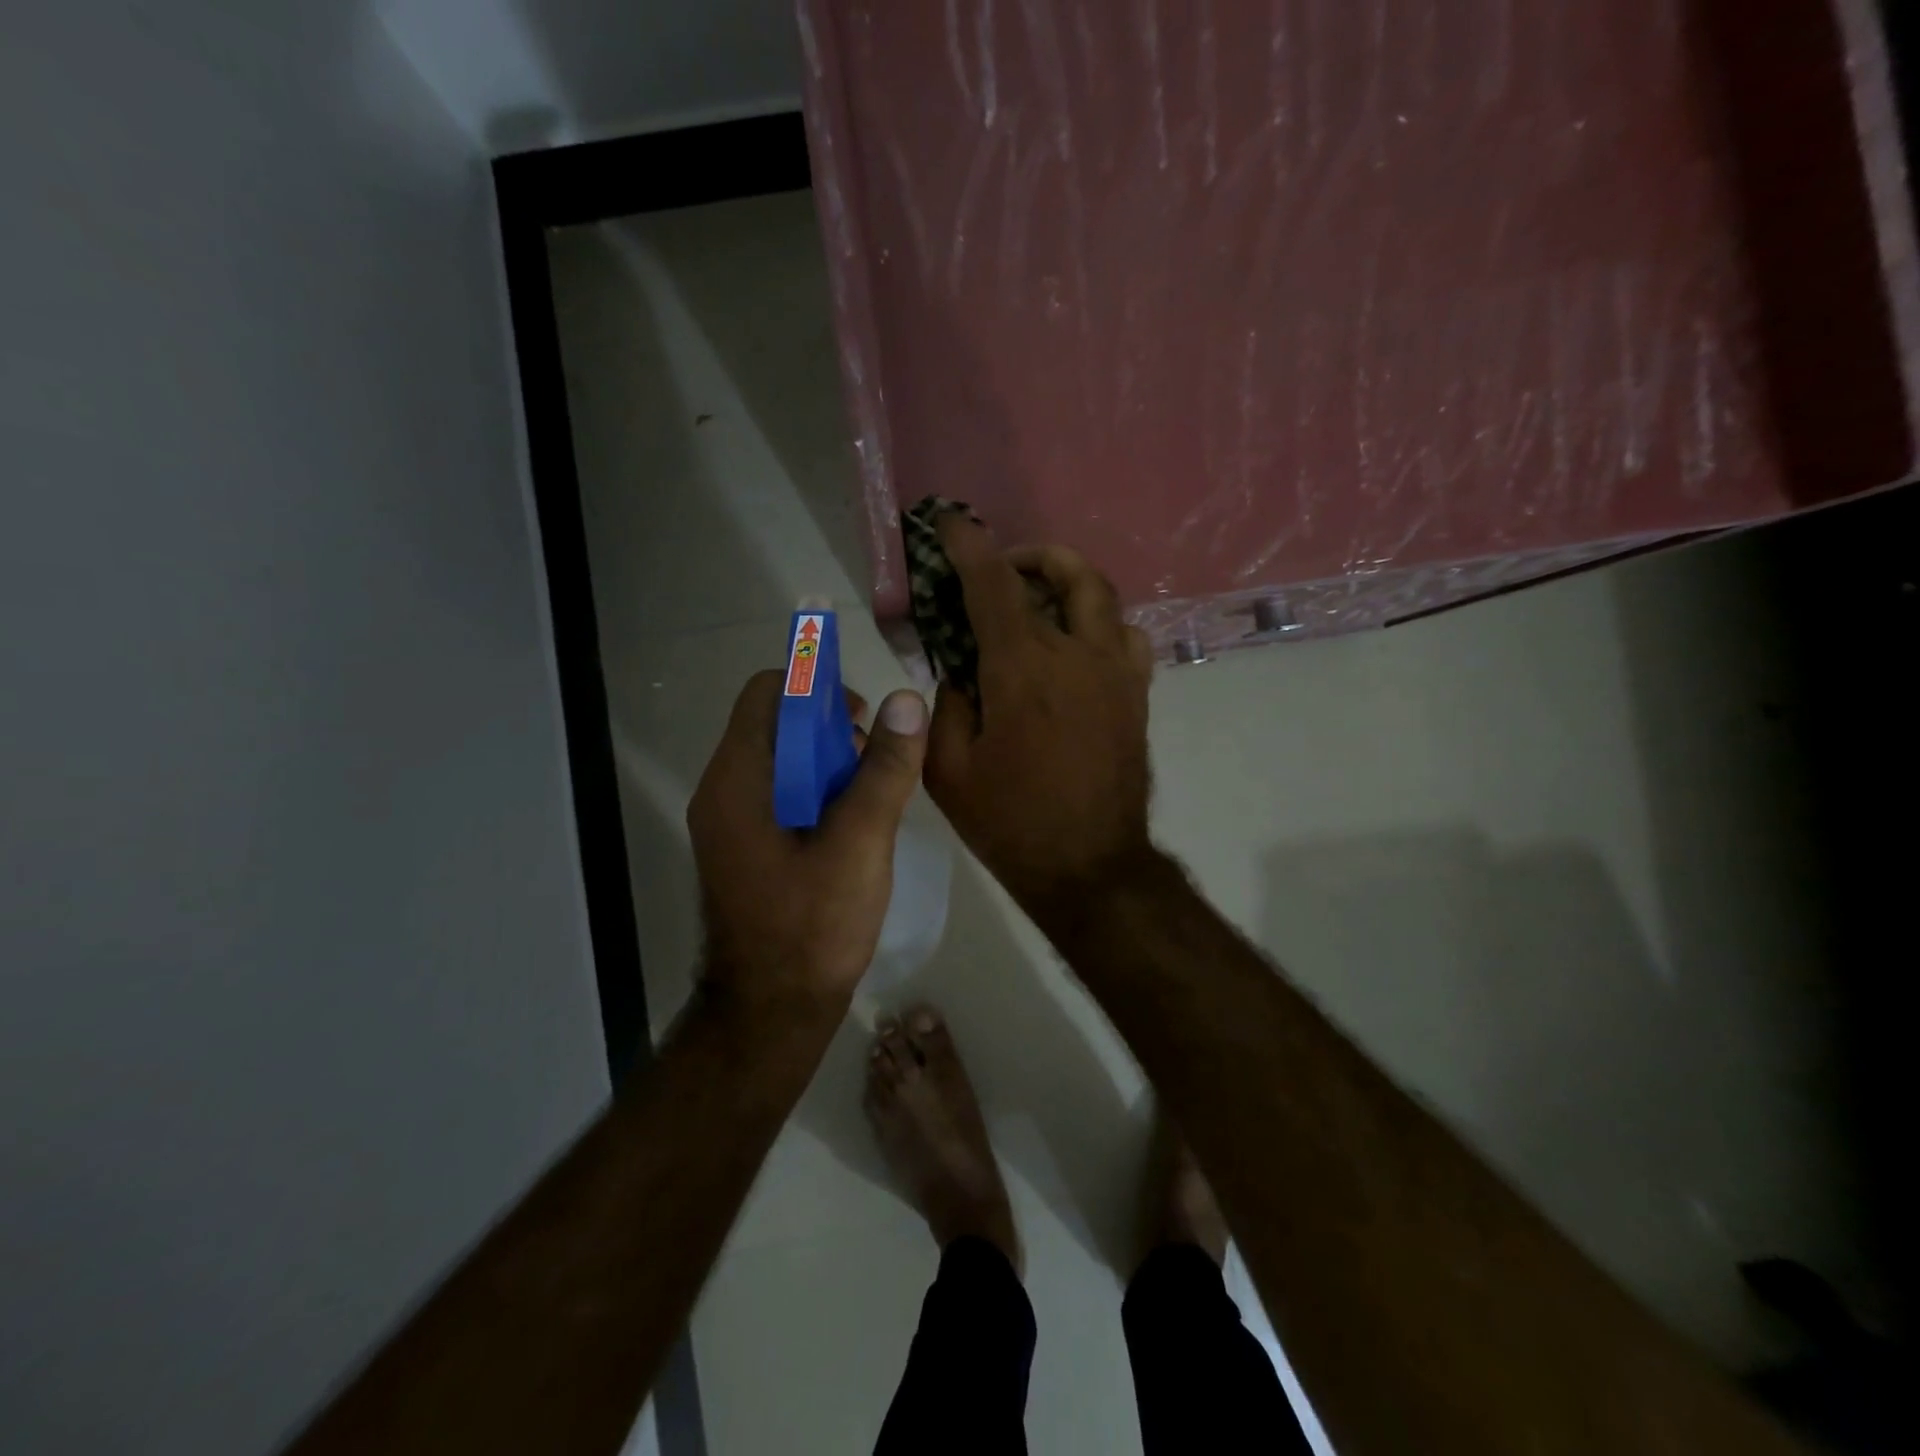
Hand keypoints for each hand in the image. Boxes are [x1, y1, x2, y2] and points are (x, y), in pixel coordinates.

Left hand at [688, 672, 928, 1014]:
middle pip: (776, 723)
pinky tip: (855, 823)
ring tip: (873, 794)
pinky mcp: (747, 846)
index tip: (865, 716)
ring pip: (783, 760)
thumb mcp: (860, 843)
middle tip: (877, 760)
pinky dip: (819, 791)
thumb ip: (883, 770)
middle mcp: (724, 791)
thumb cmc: (813, 928)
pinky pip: (782, 794)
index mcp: (738, 781)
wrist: (772, 1014)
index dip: (818, 688)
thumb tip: (906, 700)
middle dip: (831, 728)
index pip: (768, 693)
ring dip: (830, 761)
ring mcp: (731, 822)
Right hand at [923, 518, 1155, 925]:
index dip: (968, 545)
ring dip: (1070, 582)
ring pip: (1104, 597)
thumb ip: (949, 705)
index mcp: (1024, 669)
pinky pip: (1125, 636)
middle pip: (1068, 573)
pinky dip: (1099, 622)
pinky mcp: (1136, 696)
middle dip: (1031, 555)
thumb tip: (963, 671)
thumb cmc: (1011, 822)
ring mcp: (1117, 673)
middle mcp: (1078, 655)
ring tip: (1041, 600)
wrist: (1090, 867)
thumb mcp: (950, 769)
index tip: (950, 522)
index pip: (993, 584)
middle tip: (1003, 568)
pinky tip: (1076, 646)